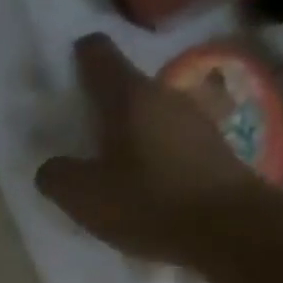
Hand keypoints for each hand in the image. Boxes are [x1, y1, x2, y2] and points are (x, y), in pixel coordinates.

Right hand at [35, 34, 262, 263]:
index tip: (66, 73)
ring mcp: (196, 119)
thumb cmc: (149, 202)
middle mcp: (165, 95)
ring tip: (113, 165)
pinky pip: (173, 141)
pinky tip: (146, 184)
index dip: (79, 57)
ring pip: (151, 114)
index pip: (98, 54)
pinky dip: (155, 154)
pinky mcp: (215, 148)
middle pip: (126, 87)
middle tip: (82, 134)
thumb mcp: (83, 196)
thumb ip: (56, 175)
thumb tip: (52, 167)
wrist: (231, 229)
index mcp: (128, 96)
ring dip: (131, 132)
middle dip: (103, 105)